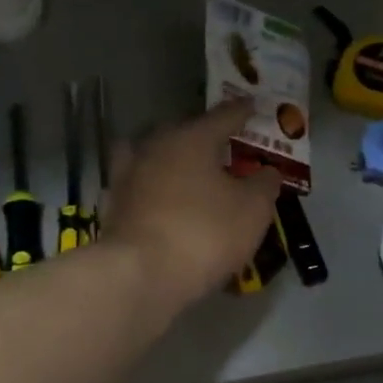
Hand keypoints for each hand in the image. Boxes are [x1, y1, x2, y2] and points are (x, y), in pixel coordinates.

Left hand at [105, 100, 282, 311]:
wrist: (141, 276)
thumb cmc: (205, 233)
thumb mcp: (253, 209)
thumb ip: (264, 184)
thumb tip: (268, 171)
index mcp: (191, 138)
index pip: (223, 116)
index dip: (242, 112)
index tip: (253, 107)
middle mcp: (155, 147)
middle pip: (184, 133)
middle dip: (205, 137)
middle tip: (225, 147)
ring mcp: (128, 176)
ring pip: (158, 158)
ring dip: (175, 162)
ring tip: (194, 175)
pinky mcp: (115, 207)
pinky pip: (144, 188)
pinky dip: (159, 191)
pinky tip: (170, 204)